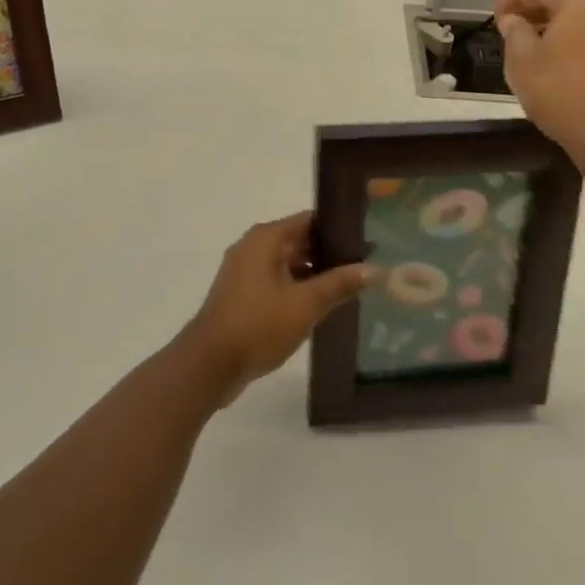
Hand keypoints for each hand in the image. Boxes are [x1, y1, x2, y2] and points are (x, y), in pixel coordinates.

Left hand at [179, 213, 376, 403]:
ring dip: (314, 275)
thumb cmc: (258, 325)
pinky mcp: (241, 295)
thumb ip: (339, 283)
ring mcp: (244, 271)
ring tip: (349, 288)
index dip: (338, 229)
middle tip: (364, 267)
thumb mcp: (306, 304)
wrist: (209, 364)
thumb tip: (374, 269)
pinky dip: (296, 289)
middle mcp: (253, 247)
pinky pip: (276, 282)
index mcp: (266, 238)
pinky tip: (320, 307)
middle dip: (329, 254)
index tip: (366, 241)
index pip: (310, 220)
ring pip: (288, 264)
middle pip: (299, 240)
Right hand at [495, 0, 584, 161]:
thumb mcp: (522, 64)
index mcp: (584, 1)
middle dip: (546, 12)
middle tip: (522, 30)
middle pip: (576, 0)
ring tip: (554, 52)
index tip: (497, 16)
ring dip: (575, 30)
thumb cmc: (563, 96)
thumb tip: (514, 20)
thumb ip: (515, 33)